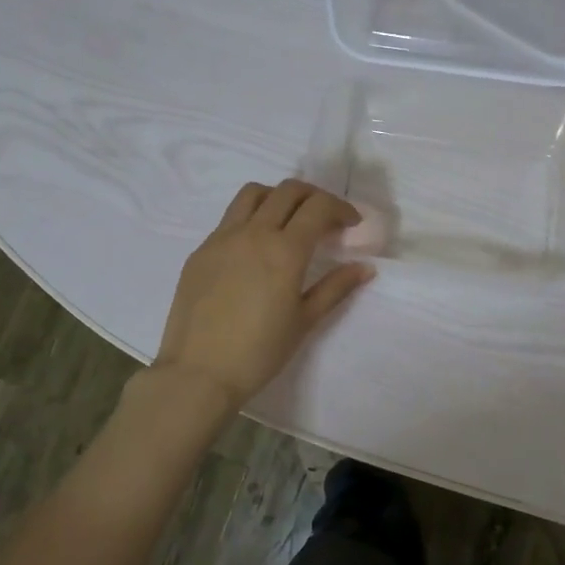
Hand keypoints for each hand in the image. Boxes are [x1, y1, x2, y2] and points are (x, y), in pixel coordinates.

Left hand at [153, 179, 374, 411]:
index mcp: (284, 250)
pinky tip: (255, 248)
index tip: (351, 223)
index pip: (318, 207)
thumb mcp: (304, 320)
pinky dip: (251, 218)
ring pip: (253, 194)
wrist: (198, 373)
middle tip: (326, 219)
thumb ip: (336, 288)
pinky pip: (229, 219)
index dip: (341, 208)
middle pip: (288, 191)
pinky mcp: (201, 250)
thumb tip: (365, 268)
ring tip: (288, 221)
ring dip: (278, 197)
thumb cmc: (259, 352)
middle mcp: (253, 233)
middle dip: (314, 196)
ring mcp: (222, 238)